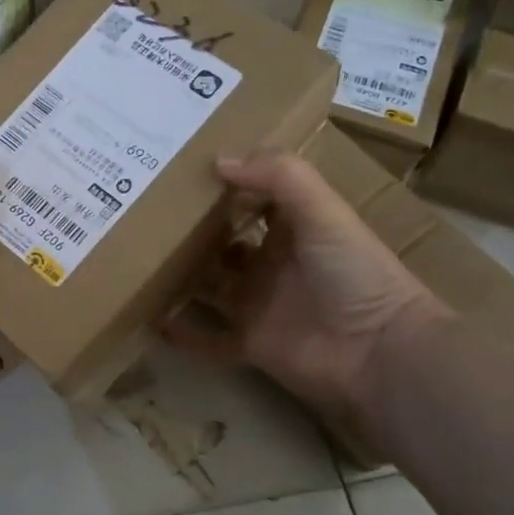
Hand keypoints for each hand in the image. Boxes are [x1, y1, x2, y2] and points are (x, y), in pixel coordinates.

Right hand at [165, 151, 449, 419]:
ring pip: (209, 287)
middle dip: (191, 231)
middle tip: (141, 213)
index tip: (180, 170)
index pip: (253, 200)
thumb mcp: (324, 212)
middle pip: (223, 243)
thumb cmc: (354, 273)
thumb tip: (218, 160)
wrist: (379, 354)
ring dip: (179, 277)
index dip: (225, 186)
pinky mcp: (249, 343)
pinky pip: (208, 338)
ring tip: (135, 259)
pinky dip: (182, 332)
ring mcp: (258, 305)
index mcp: (293, 230)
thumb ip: (280, 176)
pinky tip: (150, 317)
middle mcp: (271, 264)